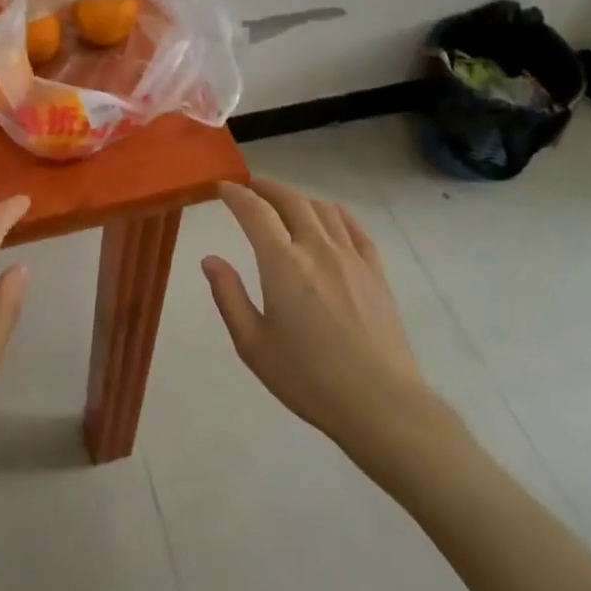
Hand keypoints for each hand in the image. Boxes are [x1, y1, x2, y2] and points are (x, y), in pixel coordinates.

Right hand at [203, 179, 440, 451]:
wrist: (380, 403)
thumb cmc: (308, 378)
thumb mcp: (253, 345)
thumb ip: (229, 296)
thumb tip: (211, 259)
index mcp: (282, 263)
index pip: (255, 212)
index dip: (236, 194)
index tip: (223, 188)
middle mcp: (316, 248)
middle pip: (290, 201)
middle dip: (266, 188)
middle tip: (250, 188)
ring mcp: (351, 257)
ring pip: (322, 209)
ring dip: (298, 198)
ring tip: (285, 202)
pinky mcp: (376, 272)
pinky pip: (354, 228)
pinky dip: (335, 213)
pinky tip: (329, 217)